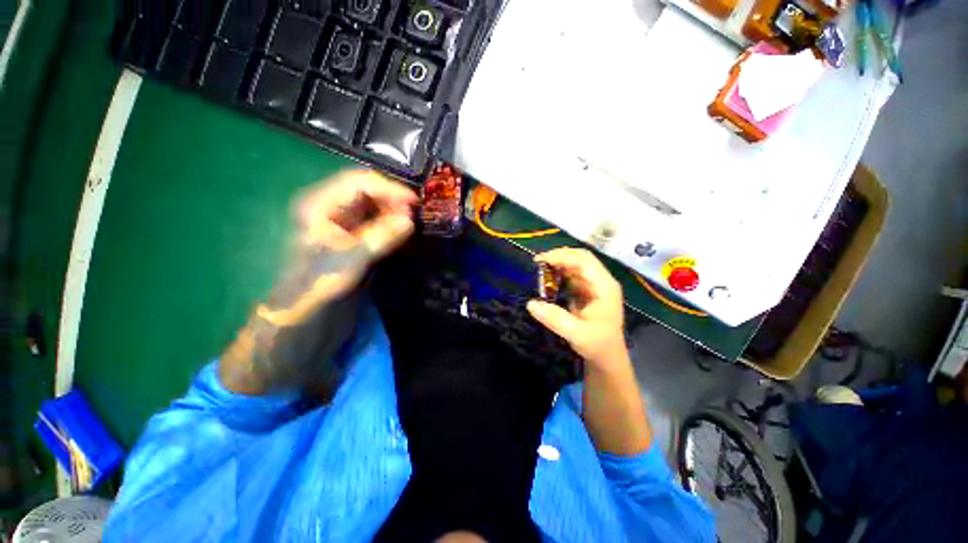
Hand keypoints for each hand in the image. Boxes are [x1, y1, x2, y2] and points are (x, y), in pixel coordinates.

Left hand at [220, 170, 414, 394]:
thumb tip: (410, 220)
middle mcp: (334, 213)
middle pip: (371, 195)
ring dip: (397, 217)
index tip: (415, 205)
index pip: (360, 183)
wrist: (304, 324)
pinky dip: (395, 232)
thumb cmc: (315, 289)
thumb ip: (378, 237)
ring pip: (378, 212)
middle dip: (395, 203)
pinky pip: (381, 230)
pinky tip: (408, 240)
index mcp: (321, 206)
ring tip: (417, 228)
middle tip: (418, 218)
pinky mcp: (357, 247)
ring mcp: (347, 230)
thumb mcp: (347, 261)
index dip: (390, 190)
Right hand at [526, 248, 627, 371]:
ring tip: (540, 268)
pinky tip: (548, 277)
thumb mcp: (576, 334)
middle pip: (581, 257)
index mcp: (604, 287)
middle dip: (559, 256)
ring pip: (576, 263)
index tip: (540, 260)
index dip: (562, 257)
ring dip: (558, 262)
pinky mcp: (587, 289)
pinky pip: (572, 273)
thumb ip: (555, 319)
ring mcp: (594, 284)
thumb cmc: (597, 344)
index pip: (584, 261)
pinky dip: (559, 271)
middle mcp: (601, 281)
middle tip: (538, 261)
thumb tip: (531, 304)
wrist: (607, 355)